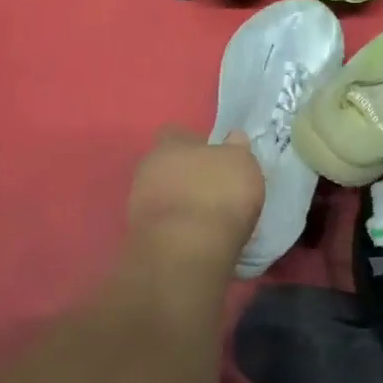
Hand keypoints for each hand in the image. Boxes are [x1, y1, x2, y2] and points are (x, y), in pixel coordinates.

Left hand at [127, 127, 264, 263]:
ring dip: (181, 202)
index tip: (216, 158)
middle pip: (168, 165)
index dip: (197, 144)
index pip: (178, 134)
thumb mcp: (242, 165)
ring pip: (164, 194)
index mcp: (170, 144)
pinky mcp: (140, 233)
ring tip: (207, 217)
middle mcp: (148, 167)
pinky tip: (196, 236)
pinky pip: (164, 222)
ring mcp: (139, 202)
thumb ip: (237, 149)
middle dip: (187, 174)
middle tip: (213, 189)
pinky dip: (177, 227)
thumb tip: (234, 138)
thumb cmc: (218, 195)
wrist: (186, 249)